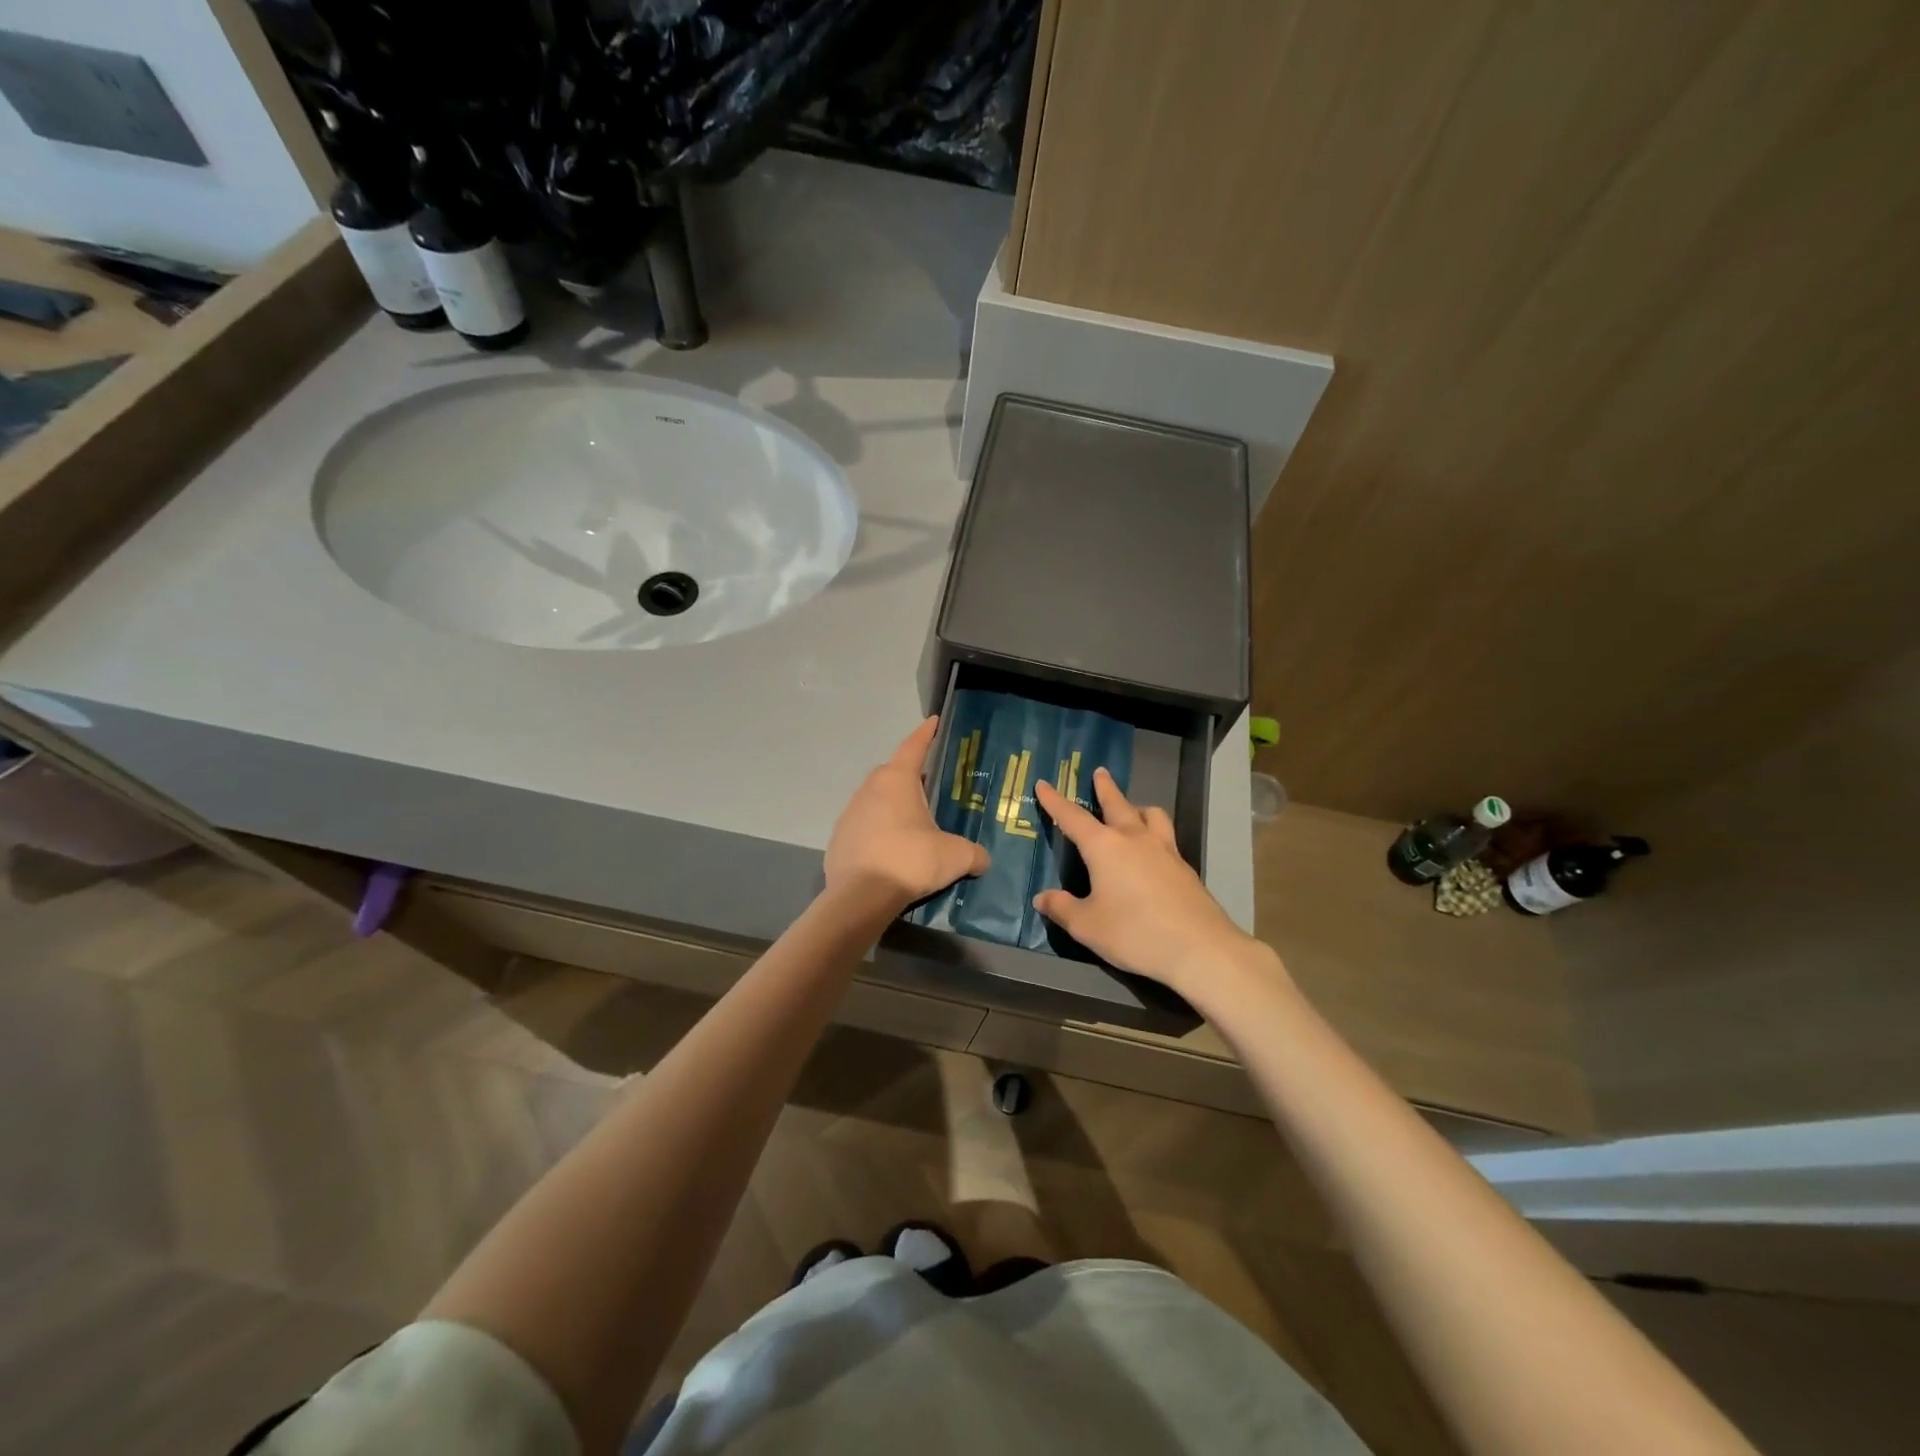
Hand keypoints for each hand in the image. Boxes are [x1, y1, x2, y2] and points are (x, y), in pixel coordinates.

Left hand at [825, 717, 989, 909]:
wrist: (860, 896)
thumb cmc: (910, 860)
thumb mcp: (955, 856)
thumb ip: (973, 854)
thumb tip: (983, 860)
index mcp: (897, 780)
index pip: (914, 747)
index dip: (926, 734)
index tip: (933, 722)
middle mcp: (869, 789)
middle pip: (892, 773)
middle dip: (910, 777)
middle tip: (929, 787)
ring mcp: (850, 814)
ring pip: (876, 800)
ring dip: (893, 806)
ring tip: (912, 825)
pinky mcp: (839, 839)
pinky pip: (864, 827)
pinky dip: (878, 832)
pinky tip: (891, 851)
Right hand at [1033, 769, 1276, 997]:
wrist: (1199, 948)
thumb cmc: (1134, 933)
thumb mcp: (1088, 926)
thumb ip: (1063, 908)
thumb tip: (1043, 897)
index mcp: (1104, 847)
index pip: (1072, 817)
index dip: (1055, 800)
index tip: (1043, 783)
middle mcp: (1134, 839)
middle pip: (1117, 804)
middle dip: (1105, 788)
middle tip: (1100, 772)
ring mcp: (1164, 850)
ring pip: (1151, 815)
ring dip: (1138, 807)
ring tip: (1134, 810)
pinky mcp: (1184, 867)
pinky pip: (1166, 837)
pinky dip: (1155, 832)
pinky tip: (1153, 851)